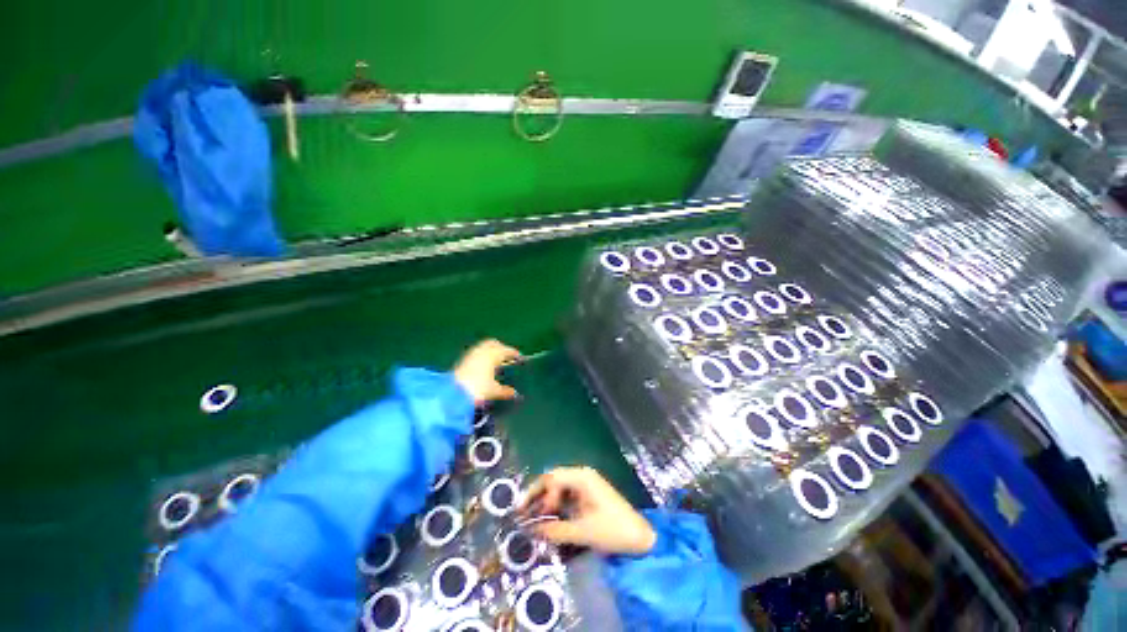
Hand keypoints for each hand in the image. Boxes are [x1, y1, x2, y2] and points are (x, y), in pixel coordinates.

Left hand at [452, 339, 521, 403]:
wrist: (454, 393)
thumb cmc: (478, 389)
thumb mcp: (494, 391)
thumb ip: (505, 391)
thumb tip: (514, 393)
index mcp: (494, 354)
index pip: (506, 350)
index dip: (513, 353)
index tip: (519, 356)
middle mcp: (482, 350)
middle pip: (494, 344)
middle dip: (501, 348)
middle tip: (507, 356)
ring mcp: (471, 354)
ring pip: (483, 347)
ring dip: (490, 351)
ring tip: (495, 361)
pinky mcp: (462, 360)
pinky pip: (476, 353)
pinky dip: (482, 356)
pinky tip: (483, 365)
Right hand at [521, 467, 656, 554]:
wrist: (640, 538)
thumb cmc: (613, 530)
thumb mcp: (582, 532)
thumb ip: (555, 530)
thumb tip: (531, 530)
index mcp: (582, 477)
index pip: (551, 477)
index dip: (535, 493)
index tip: (524, 512)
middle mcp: (583, 476)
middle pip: (554, 480)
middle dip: (538, 496)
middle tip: (524, 514)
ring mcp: (587, 485)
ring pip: (560, 488)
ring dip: (547, 502)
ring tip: (535, 520)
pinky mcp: (590, 495)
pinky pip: (568, 495)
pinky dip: (557, 506)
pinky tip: (551, 519)